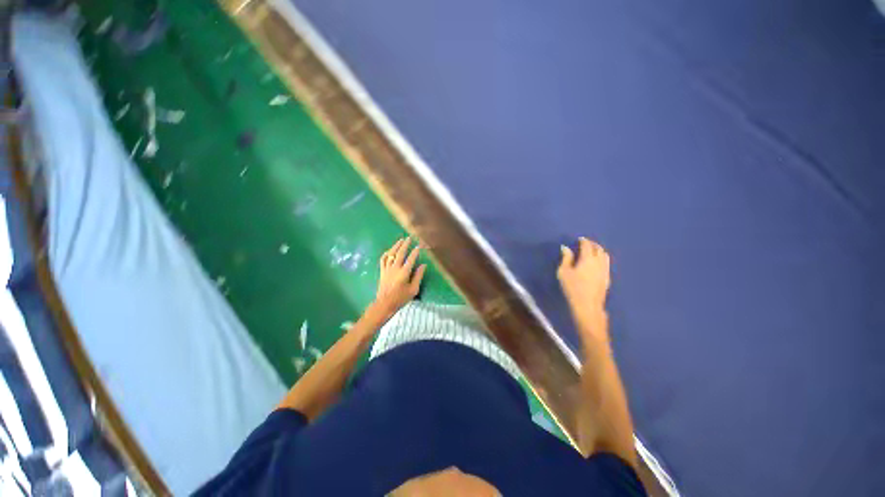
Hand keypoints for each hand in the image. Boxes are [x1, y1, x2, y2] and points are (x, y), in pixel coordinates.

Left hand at [372, 238, 426, 317]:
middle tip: (409, 238)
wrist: (384, 304)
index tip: (418, 246)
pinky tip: (389, 250)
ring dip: (396, 246)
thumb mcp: (413, 289)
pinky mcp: (382, 271)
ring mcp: (387, 269)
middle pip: (400, 253)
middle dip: (405, 245)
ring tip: (400, 240)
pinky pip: (383, 260)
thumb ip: (418, 276)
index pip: (411, 259)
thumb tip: (423, 265)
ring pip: (391, 254)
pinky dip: (386, 253)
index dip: (415, 251)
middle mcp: (395, 268)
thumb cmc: (401, 298)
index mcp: (404, 273)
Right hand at [557, 237, 610, 341]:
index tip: (580, 239)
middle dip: (593, 244)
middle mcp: (599, 262)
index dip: (584, 241)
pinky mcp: (607, 278)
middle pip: (599, 249)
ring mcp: (605, 270)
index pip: (587, 245)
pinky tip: (597, 263)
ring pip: (605, 256)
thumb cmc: (572, 288)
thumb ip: (566, 258)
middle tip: (586, 243)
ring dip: (599, 251)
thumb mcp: (564, 272)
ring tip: (593, 251)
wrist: (587, 305)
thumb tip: (565, 248)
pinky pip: (606, 263)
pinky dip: (602, 259)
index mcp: (588, 259)